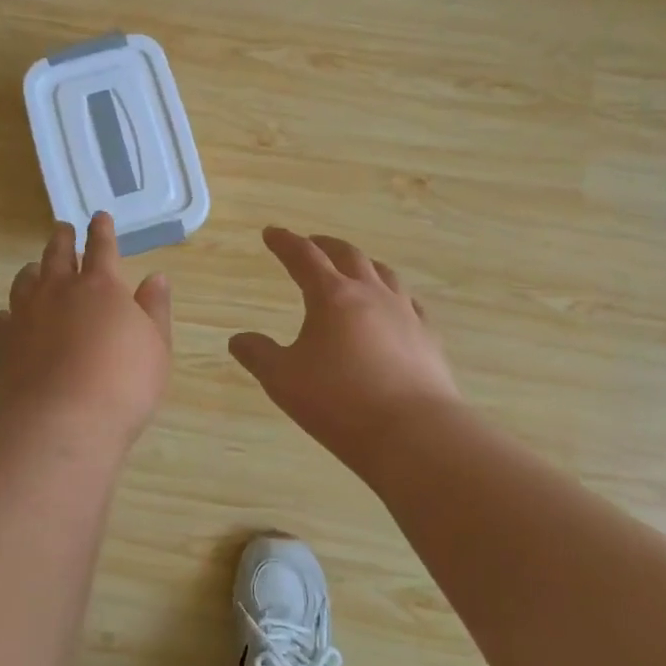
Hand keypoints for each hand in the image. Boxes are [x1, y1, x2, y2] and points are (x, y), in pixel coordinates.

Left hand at [0, 213, 172, 446]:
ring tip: (36, 270)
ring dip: (33, 271)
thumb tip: (156, 277)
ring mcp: (25, 316)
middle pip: (56, 255)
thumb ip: (155, 308)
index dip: (102, 230)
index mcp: (100, 286)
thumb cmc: (123, 383)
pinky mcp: (2, 345)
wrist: (62, 423)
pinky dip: (9, 315)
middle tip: (62, 229)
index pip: (102, 247)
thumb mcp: (156, 346)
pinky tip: (10, 320)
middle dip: (62, 239)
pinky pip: (3, 320)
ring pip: (25, 282)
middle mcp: (58, 292)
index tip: (99, 217)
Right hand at [230, 227, 460, 467]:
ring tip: (353, 268)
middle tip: (312, 243)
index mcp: (332, 296)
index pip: (304, 257)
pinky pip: (409, 302)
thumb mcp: (283, 380)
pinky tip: (393, 307)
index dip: (285, 242)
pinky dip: (392, 295)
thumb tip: (238, 339)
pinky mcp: (428, 337)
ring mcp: (404, 313)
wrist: (413, 433)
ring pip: (383, 273)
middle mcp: (370, 293)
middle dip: (325, 245)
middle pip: (347, 255)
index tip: (272, 233)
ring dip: (362, 264)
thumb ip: (258, 355)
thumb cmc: (339, 402)